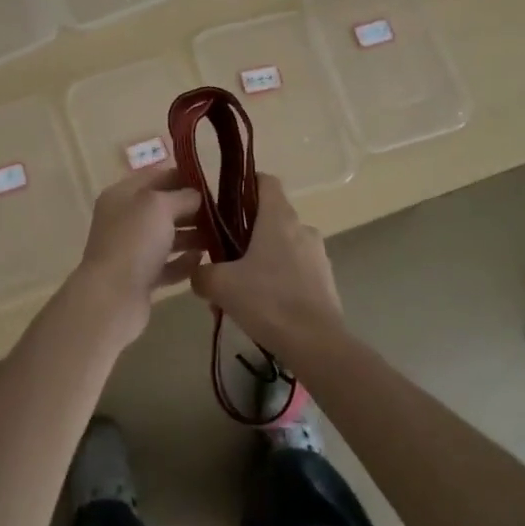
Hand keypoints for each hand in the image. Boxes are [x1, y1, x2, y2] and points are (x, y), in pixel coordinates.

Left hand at [65, 165, 202, 344]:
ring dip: (192, 235)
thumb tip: (197, 195)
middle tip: (223, 212)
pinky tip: (203, 260)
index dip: (183, 176)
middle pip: (163, 207)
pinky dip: (184, 262)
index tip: (212, 183)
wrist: (112, 298)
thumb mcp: (159, 206)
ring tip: (220, 236)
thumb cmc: (134, 242)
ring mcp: (131, 250)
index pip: (155, 176)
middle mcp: (124, 219)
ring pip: (167, 236)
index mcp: (122, 195)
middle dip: (191, 208)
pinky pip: (167, 264)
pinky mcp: (140, 277)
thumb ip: (182, 196)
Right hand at [190, 175, 342, 360]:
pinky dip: (278, 278)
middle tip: (223, 254)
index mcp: (278, 217)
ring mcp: (317, 254)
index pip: (265, 180)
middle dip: (246, 231)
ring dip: (262, 258)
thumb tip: (199, 274)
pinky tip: (262, 305)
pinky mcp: (325, 280)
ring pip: (282, 245)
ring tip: (240, 287)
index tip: (224, 202)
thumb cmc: (267, 301)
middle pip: (270, 215)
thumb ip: (202, 274)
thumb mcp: (220, 285)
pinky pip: (295, 269)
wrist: (316, 344)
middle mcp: (302, 228)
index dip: (244, 184)